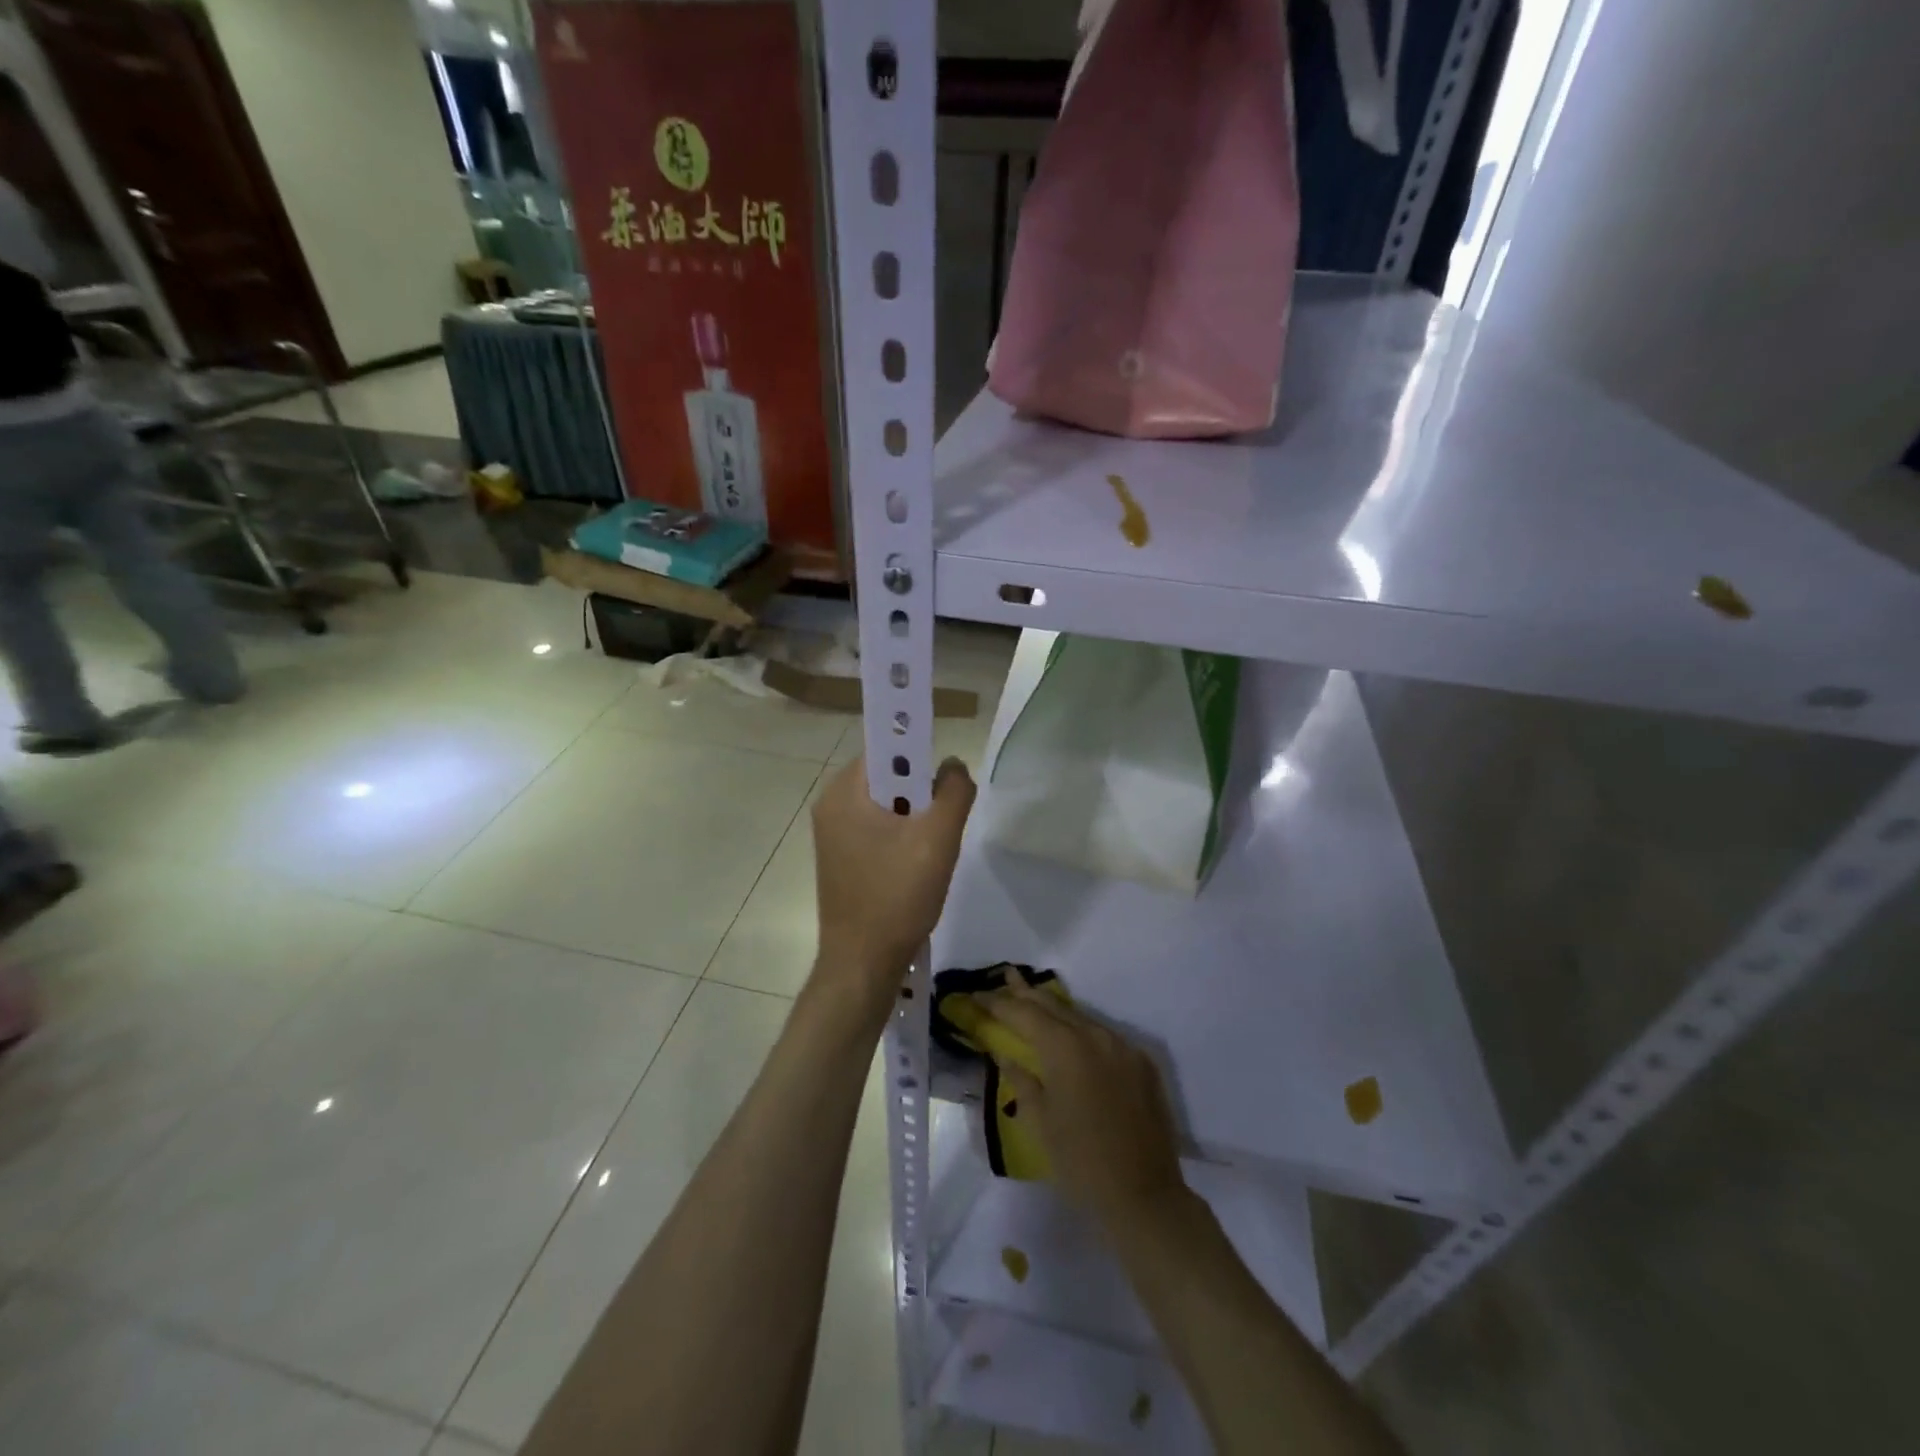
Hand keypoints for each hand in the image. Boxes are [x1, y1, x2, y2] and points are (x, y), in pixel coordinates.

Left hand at [811, 755, 975, 1009]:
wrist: (862, 964)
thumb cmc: (897, 896)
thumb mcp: (937, 838)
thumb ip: (953, 791)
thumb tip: (952, 766)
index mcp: (843, 792)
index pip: (886, 749)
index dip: (920, 756)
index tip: (943, 784)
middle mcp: (830, 806)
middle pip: (888, 778)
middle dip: (921, 795)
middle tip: (940, 826)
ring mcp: (832, 835)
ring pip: (886, 806)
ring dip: (914, 819)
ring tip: (929, 851)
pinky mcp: (840, 859)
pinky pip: (877, 830)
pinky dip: (901, 839)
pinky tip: (915, 868)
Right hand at [978, 976, 1187, 1229]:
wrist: (1144, 1196)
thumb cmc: (1080, 1163)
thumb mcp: (1039, 1122)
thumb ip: (1021, 1080)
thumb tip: (1005, 1056)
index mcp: (1065, 1048)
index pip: (1024, 1014)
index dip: (998, 1003)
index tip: (976, 994)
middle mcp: (1095, 1036)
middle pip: (1053, 1005)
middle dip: (1025, 992)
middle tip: (1005, 977)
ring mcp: (1122, 1047)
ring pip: (1080, 1017)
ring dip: (1054, 1009)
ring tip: (1032, 998)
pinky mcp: (1141, 1063)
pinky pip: (1103, 1035)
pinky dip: (1081, 1029)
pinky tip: (1071, 1033)